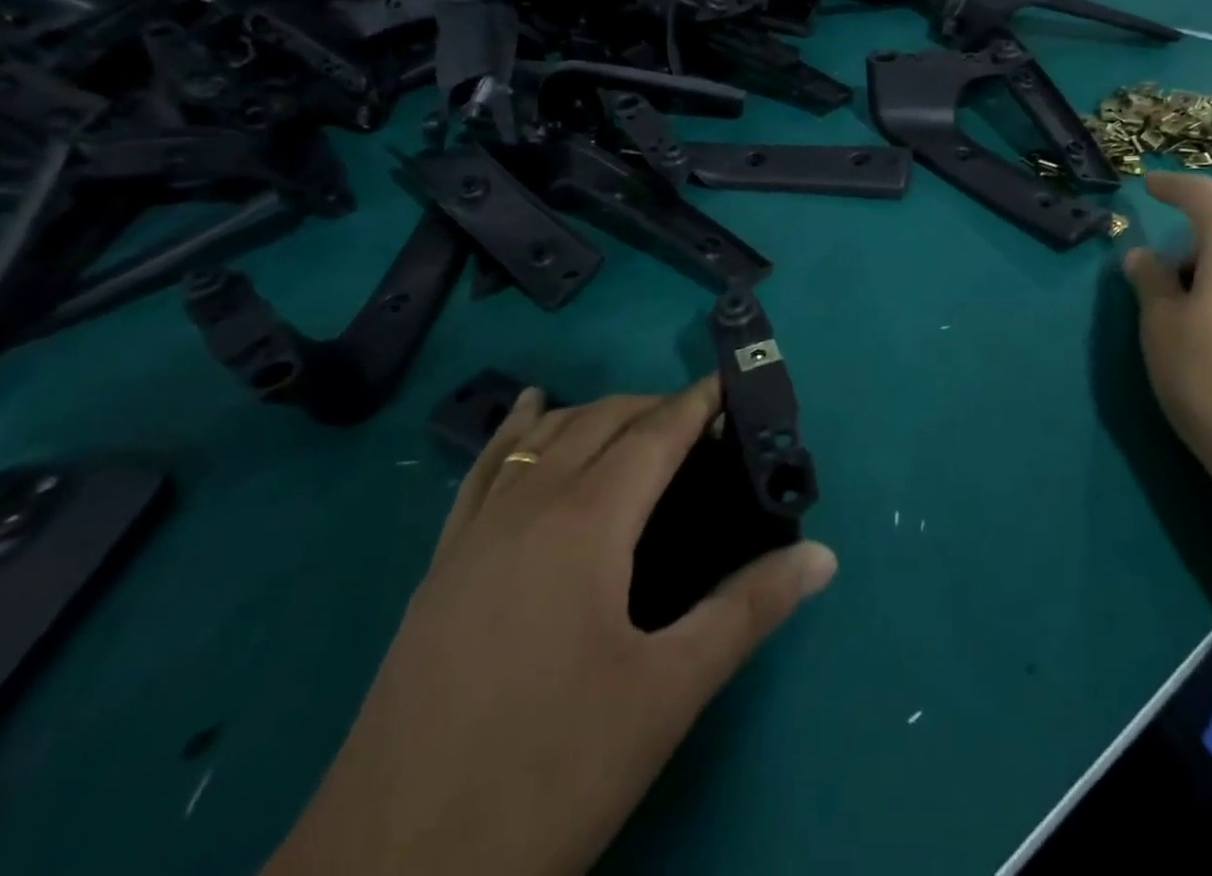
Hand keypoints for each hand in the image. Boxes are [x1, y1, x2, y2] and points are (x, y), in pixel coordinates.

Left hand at [266, 378, 837, 875]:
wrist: (389, 873)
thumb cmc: (548, 774)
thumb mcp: (666, 695)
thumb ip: (748, 611)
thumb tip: (823, 556)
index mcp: (586, 522)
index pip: (655, 434)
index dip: (697, 404)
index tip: (732, 385)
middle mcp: (528, 504)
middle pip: (601, 421)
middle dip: (655, 407)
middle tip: (703, 425)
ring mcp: (476, 532)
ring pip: (542, 435)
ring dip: (595, 413)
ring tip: (637, 424)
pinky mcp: (441, 565)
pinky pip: (483, 468)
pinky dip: (515, 429)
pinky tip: (526, 411)